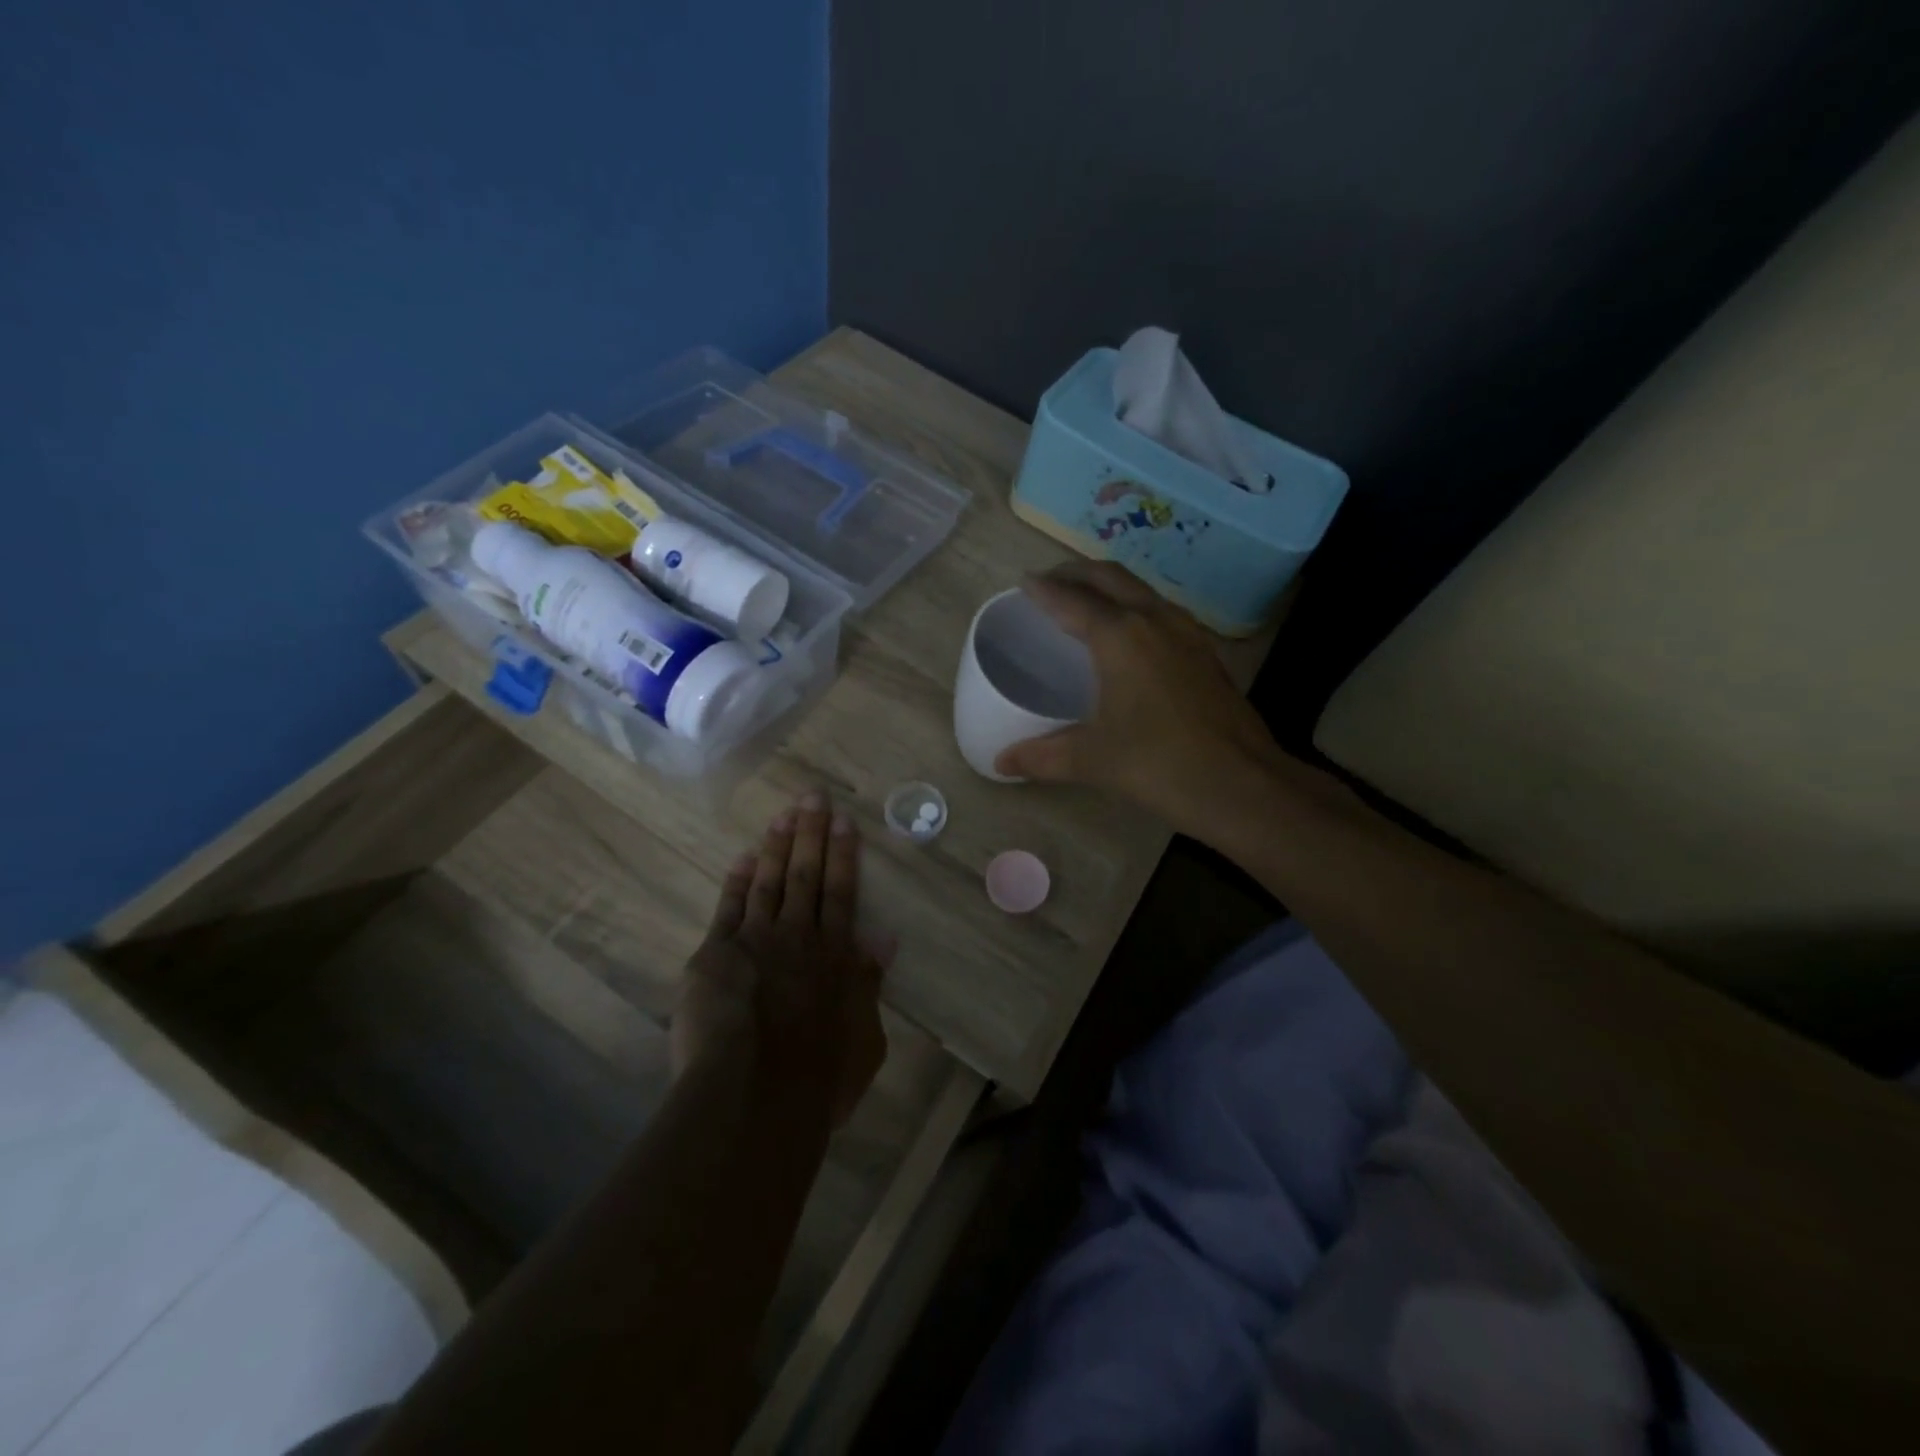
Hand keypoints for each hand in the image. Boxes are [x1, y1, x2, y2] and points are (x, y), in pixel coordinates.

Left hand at [672, 791, 887, 1127]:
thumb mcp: (864, 1040)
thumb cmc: (819, 1079)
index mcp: (835, 956)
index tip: (844, 820)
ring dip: (776, 846)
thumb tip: (884, 939)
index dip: (843, 854)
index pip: (841, 892)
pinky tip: (743, 859)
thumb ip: (869, 985)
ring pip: (768, 882)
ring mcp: (753, 942)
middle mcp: (797, 937)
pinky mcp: (714, 957)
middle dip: (810, 833)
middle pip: (806, 875)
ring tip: (783, 815)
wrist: (752, 1099)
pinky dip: (736, 882)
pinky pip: (728, 908)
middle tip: (812, 796)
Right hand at [993, 562, 1275, 830]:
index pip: (1072, 599)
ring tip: (1086, 601)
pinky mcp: (1205, 652)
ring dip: (1109, 585)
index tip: (1024, 582)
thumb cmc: (1159, 764)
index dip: (1044, 589)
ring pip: (1141, 589)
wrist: (1242, 783)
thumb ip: (1042, 756)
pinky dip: (1134, 606)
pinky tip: (1130, 637)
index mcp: (1120, 636)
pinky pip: (1161, 611)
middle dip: (1075, 573)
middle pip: (1110, 577)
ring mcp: (1187, 633)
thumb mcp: (1092, 760)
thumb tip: (1002, 762)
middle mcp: (1154, 620)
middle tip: (1049, 583)